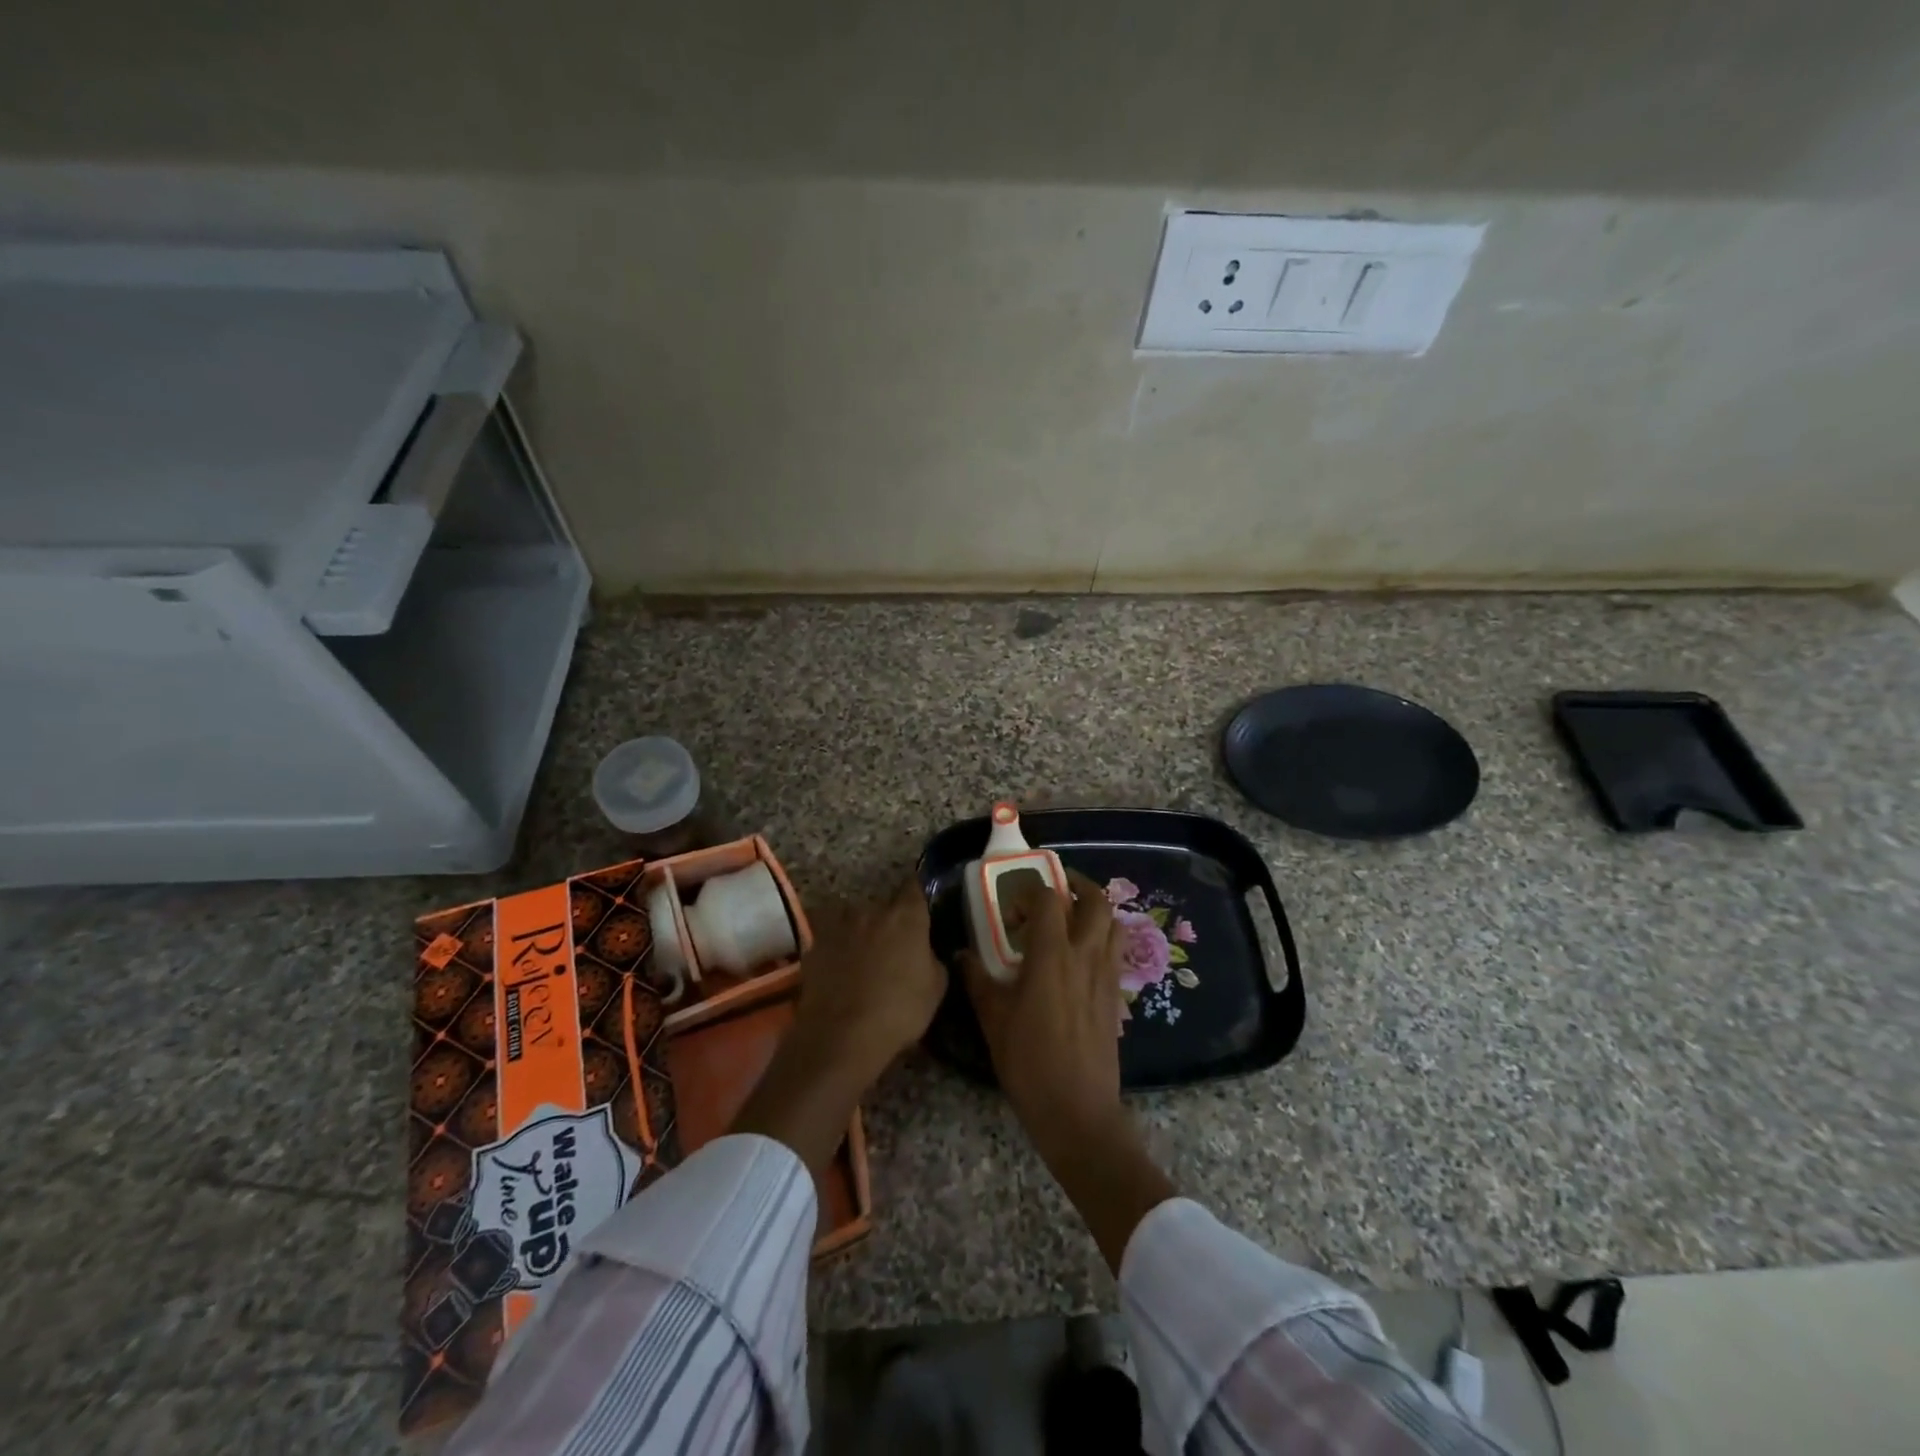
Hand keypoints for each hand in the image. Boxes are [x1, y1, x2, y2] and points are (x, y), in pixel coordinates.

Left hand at [791, 878, 946, 1083]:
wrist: (842, 1036)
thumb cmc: (899, 1011)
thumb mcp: (936, 988)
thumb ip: (932, 959)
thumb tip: (925, 952)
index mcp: (906, 916)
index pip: (914, 888)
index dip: (916, 896)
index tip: (919, 908)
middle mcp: (871, 910)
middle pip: (882, 905)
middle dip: (888, 920)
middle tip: (892, 945)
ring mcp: (839, 925)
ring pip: (853, 918)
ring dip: (859, 930)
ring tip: (862, 957)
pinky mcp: (814, 945)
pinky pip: (830, 938)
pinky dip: (836, 948)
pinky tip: (839, 970)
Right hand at [961, 869, 1125, 1155]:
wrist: (1078, 1110)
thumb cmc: (1029, 1063)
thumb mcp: (993, 1020)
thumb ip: (978, 980)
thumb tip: (962, 955)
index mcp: (1052, 956)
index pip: (1048, 900)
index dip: (1029, 894)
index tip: (1012, 913)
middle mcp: (1085, 955)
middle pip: (1096, 901)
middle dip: (1077, 886)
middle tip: (1055, 891)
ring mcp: (1106, 974)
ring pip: (1114, 923)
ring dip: (1095, 910)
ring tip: (1072, 918)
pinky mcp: (1117, 995)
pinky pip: (1116, 951)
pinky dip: (1103, 938)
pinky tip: (1081, 957)